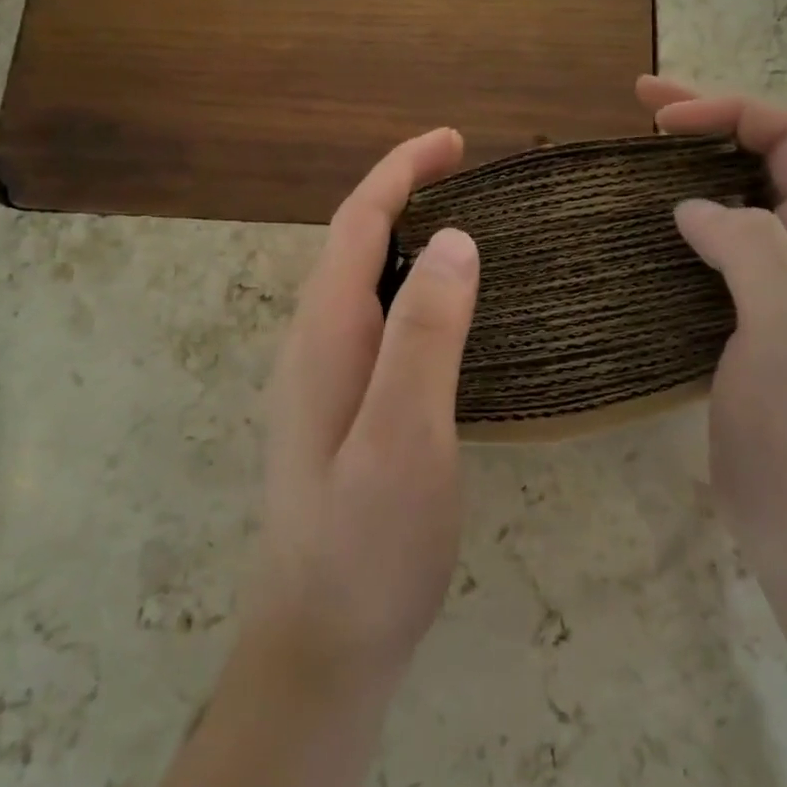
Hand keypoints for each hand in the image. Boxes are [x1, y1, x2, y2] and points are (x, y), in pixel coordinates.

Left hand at [243, 128, 480, 693]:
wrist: (321, 646)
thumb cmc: (367, 543)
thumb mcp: (405, 433)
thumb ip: (424, 334)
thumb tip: (455, 240)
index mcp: (325, 335)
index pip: (359, 223)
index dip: (401, 171)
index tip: (454, 141)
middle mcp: (314, 344)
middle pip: (356, 243)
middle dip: (405, 193)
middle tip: (471, 177)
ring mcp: (323, 378)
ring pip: (364, 282)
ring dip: (408, 239)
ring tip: (468, 228)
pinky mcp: (342, 409)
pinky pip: (376, 321)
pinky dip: (411, 289)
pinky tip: (446, 312)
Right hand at [636, 76, 786, 610]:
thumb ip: (752, 248)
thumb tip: (695, 208)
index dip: (729, 112)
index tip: (659, 120)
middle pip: (762, 159)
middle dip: (706, 120)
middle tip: (640, 105)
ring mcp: (772, 292)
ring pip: (734, 203)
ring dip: (688, 169)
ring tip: (632, 159)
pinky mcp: (738, 326)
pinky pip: (709, 255)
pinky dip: (674, 226)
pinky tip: (638, 235)